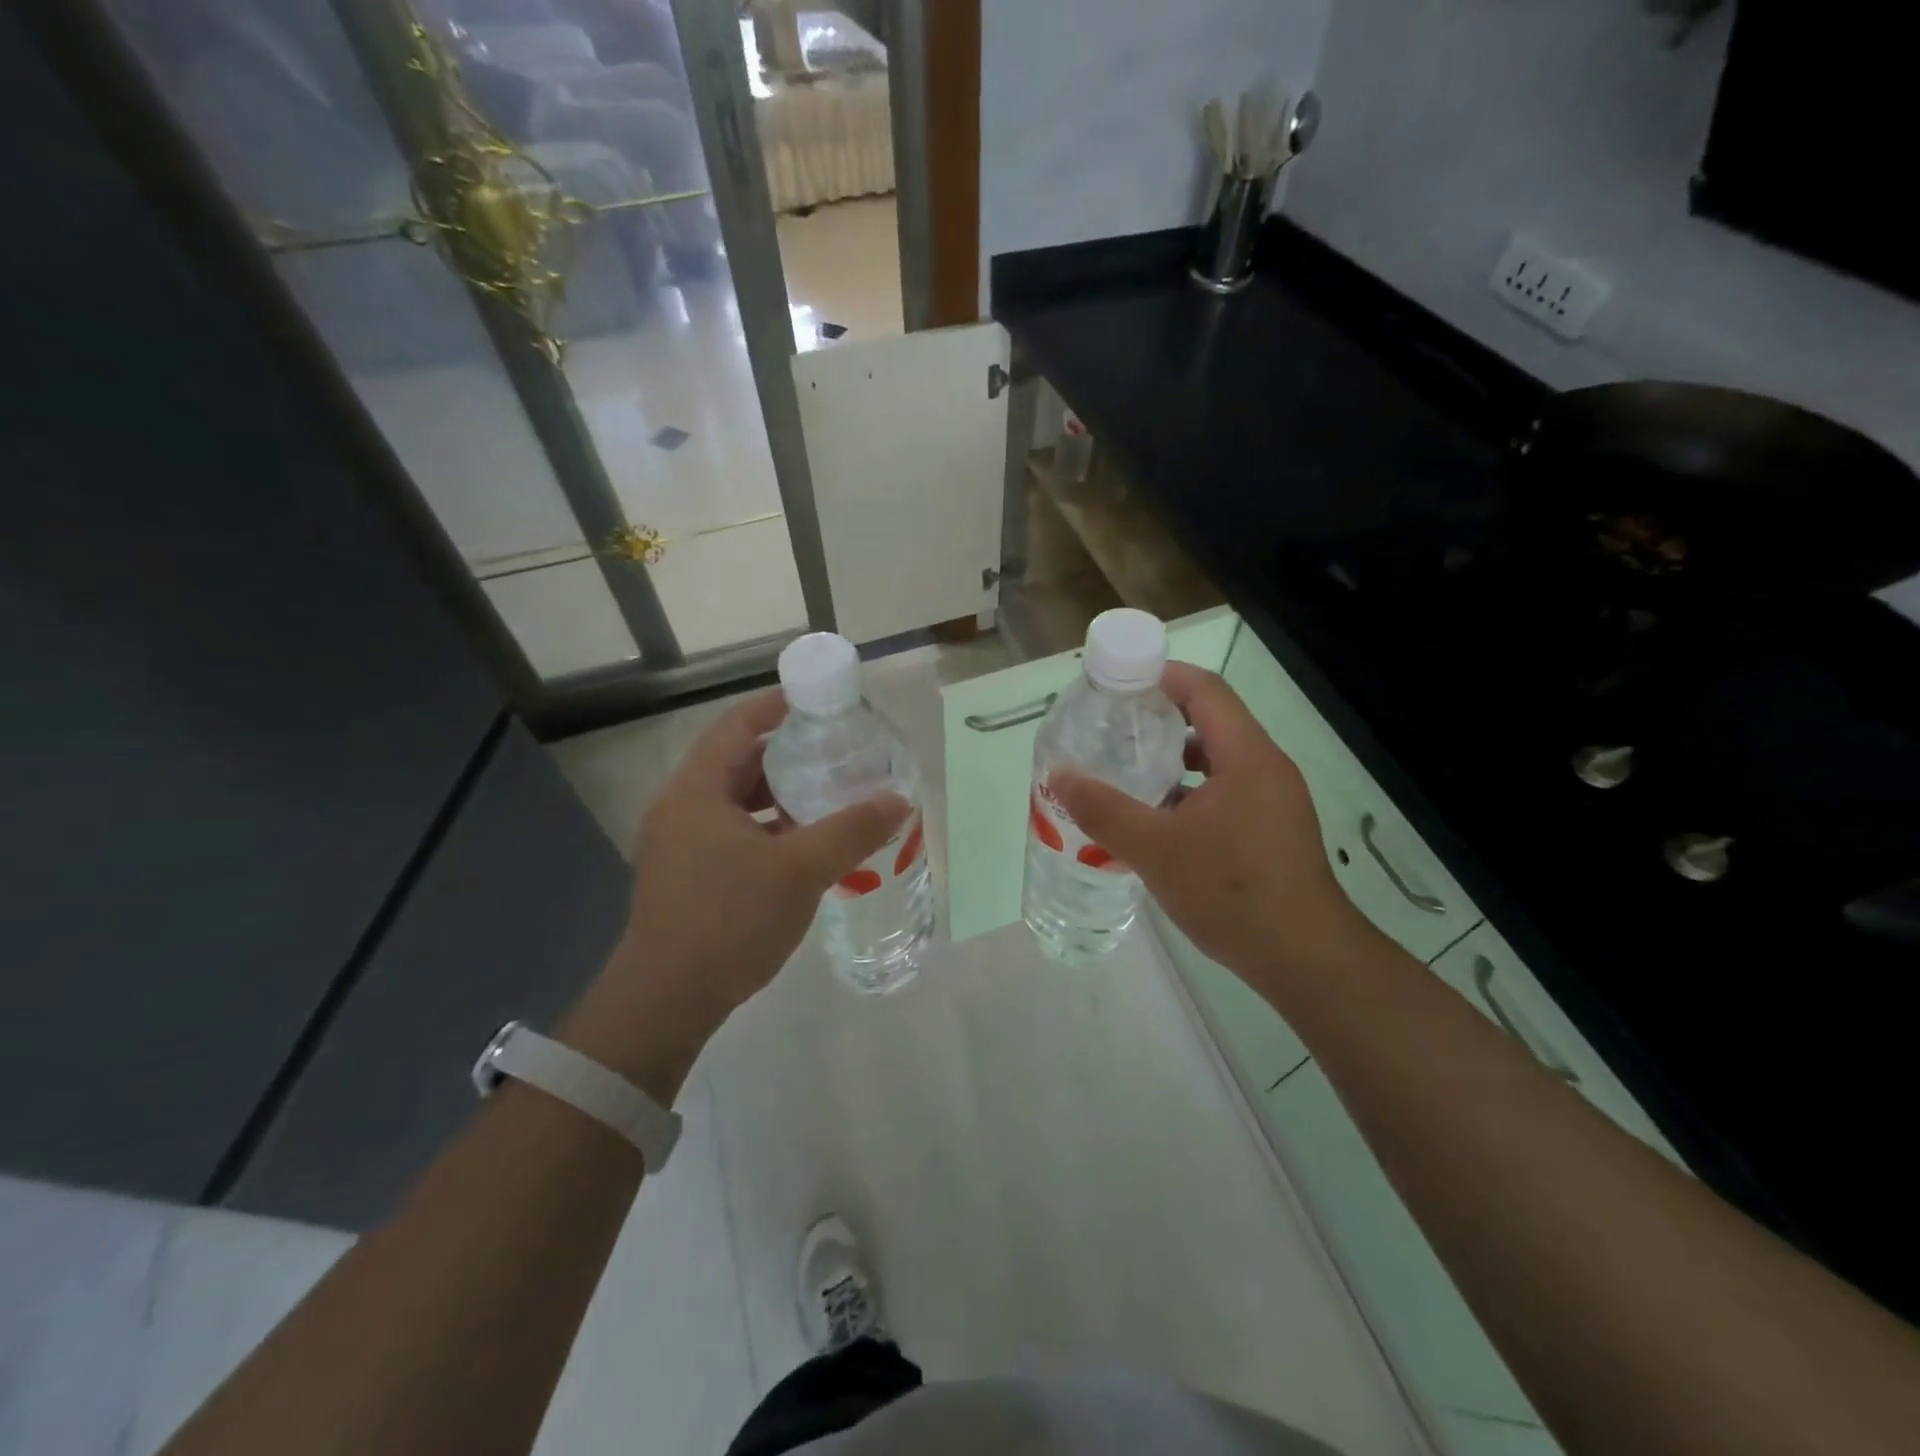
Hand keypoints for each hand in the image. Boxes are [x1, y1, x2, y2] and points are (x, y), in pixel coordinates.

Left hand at [563, 690, 908, 1100]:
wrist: (666, 1001)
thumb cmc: (729, 920)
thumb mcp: (800, 870)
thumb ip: (852, 830)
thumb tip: (899, 801)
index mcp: (697, 790)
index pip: (736, 726)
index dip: (775, 706)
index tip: (817, 700)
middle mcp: (680, 808)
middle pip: (736, 762)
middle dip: (786, 754)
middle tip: (834, 751)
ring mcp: (677, 844)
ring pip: (734, 802)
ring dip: (777, 795)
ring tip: (826, 797)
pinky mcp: (684, 876)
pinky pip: (730, 832)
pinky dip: (766, 828)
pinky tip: (801, 848)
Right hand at [1050, 662, 1378, 990]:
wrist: (1304, 958)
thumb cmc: (1231, 892)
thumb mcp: (1155, 850)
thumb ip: (1104, 809)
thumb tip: (1059, 776)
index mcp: (1246, 756)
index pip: (1205, 690)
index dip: (1160, 676)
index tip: (1116, 684)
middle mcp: (1266, 767)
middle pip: (1211, 720)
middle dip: (1159, 718)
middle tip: (1111, 729)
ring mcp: (1274, 800)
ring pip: (1218, 759)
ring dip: (1174, 759)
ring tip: (1127, 772)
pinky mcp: (1273, 829)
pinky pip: (1227, 790)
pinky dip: (1190, 791)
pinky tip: (1158, 820)